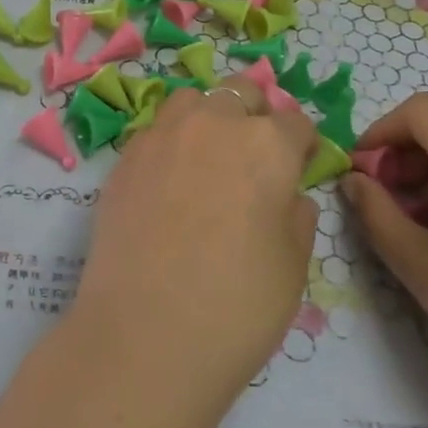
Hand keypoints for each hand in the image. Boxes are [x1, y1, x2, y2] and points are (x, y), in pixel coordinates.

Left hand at [74, 79, 321, 409]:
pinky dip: (170, 140)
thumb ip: (297, 215)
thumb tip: (288, 194)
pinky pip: (155, 129)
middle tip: (254, 155)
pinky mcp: (125, 156)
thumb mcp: (294, 266)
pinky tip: (169, 178)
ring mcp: (163, 135)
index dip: (302, 145)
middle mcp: (215, 123)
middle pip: (241, 93)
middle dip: (255, 115)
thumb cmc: (237, 306)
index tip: (300, 166)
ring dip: (208, 116)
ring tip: (207, 155)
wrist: (146, 334)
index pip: (296, 123)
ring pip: (192, 100)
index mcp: (267, 145)